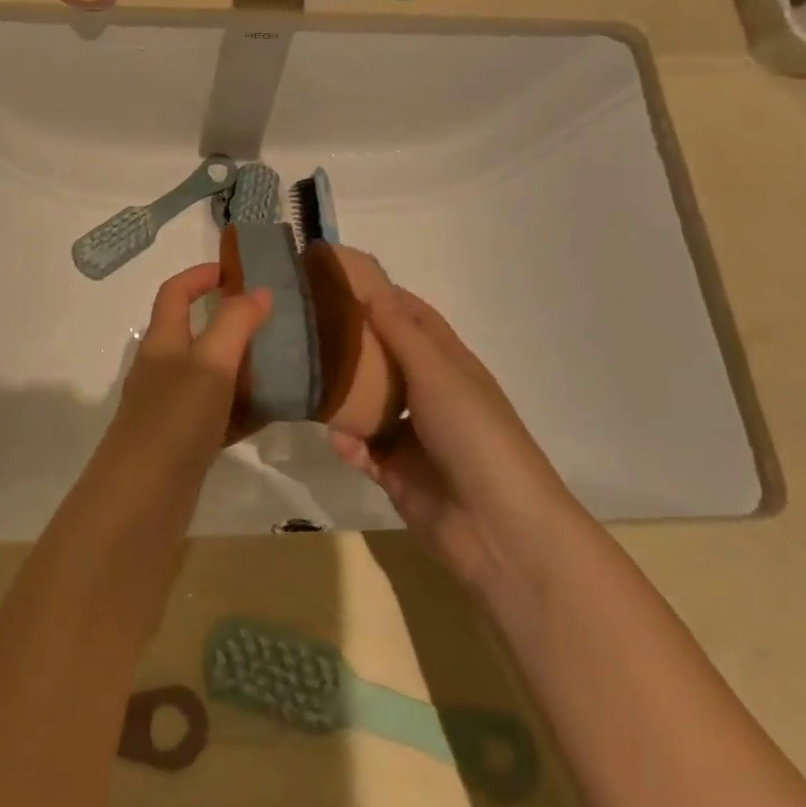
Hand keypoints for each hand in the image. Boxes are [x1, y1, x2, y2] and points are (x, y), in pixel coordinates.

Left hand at [103, 263, 271, 477]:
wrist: (141, 500)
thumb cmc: (174, 419)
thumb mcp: (210, 363)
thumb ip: (235, 323)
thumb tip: (259, 291)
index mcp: (162, 341)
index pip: (176, 292)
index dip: (201, 275)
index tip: (237, 270)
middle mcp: (162, 369)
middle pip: (193, 331)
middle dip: (229, 320)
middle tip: (272, 320)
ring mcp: (170, 407)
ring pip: (209, 373)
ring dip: (240, 364)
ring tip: (281, 362)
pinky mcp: (182, 441)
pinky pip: (217, 412)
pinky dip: (241, 406)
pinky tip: (270, 411)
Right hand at [327, 285, 580, 594]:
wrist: (496, 526)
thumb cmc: (473, 433)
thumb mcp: (437, 373)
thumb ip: (401, 334)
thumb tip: (372, 291)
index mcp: (449, 365)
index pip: (414, 318)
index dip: (384, 297)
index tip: (342, 279)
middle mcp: (430, 394)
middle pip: (386, 359)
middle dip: (354, 344)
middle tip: (309, 327)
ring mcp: (413, 436)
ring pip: (368, 404)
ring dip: (344, 396)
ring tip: (309, 382)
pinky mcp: (396, 473)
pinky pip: (362, 449)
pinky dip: (350, 444)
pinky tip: (342, 442)